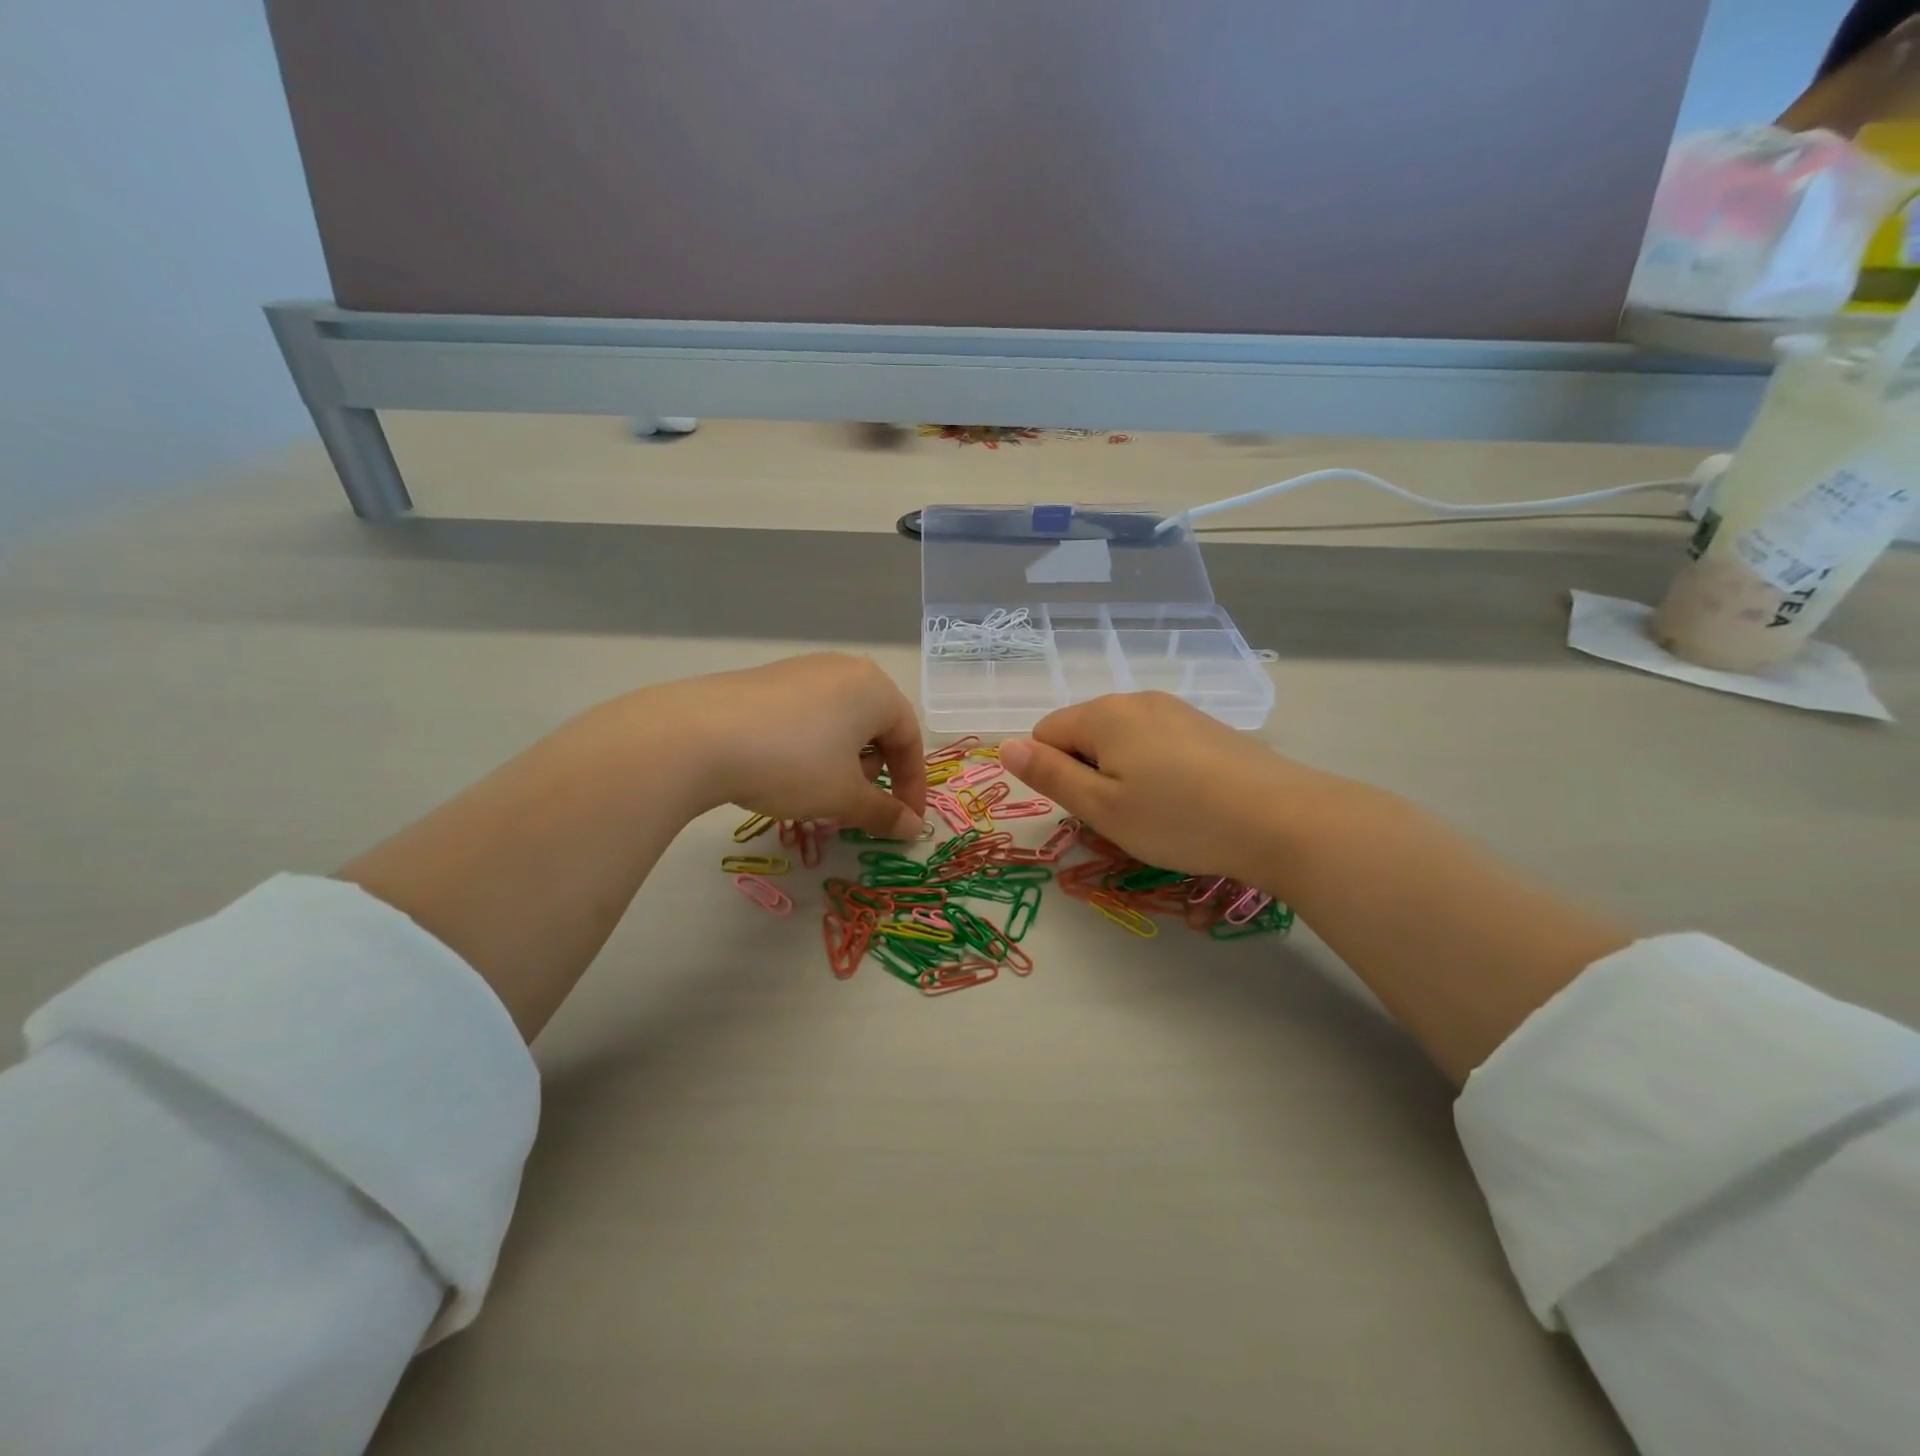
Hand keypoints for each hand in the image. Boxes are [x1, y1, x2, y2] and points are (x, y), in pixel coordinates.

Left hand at [649, 653, 926, 838]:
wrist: (698, 735)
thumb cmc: (793, 763)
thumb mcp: (843, 796)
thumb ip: (884, 813)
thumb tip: (914, 828)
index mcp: (876, 689)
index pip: (910, 740)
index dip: (911, 786)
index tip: (904, 822)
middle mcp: (845, 670)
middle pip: (877, 726)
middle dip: (875, 771)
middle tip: (854, 804)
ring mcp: (803, 669)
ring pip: (842, 720)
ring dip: (843, 760)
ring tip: (817, 788)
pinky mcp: (768, 678)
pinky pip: (809, 713)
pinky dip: (812, 745)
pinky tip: (784, 767)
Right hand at [998, 692, 1336, 881]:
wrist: (1282, 820)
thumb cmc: (1179, 819)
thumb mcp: (1102, 807)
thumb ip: (1049, 774)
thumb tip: (1005, 745)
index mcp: (1103, 714)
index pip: (1045, 733)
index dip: (1054, 774)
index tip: (1089, 808)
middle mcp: (1136, 700)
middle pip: (1084, 733)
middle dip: (1088, 773)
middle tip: (1122, 817)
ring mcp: (1176, 710)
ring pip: (1121, 740)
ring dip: (1122, 773)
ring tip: (1156, 812)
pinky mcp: (1205, 726)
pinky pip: (1156, 743)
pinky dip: (1155, 769)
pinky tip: (1186, 799)